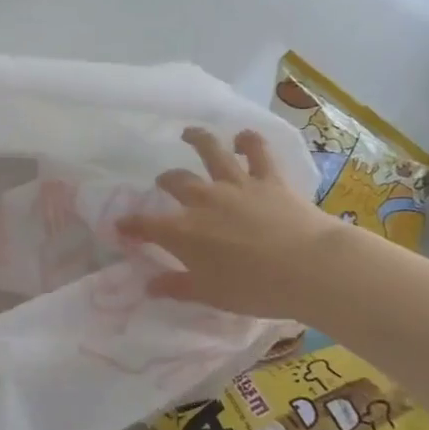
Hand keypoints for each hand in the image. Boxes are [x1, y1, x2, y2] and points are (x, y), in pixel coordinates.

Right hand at [116, 127, 335, 319]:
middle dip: (165, 181)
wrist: (308, 267)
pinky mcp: (269, 179)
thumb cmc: (255, 289)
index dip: (130, 225)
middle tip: (163, 182)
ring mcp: (236, 185)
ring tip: (189, 133)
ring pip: (211, 152)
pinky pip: (257, 151)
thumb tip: (150, 286)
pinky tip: (243, 136)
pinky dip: (249, 141)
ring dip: (198, 140)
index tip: (120, 226)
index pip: (146, 225)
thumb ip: (178, 287)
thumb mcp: (210, 295)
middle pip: (176, 181)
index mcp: (183, 232)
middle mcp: (203, 200)